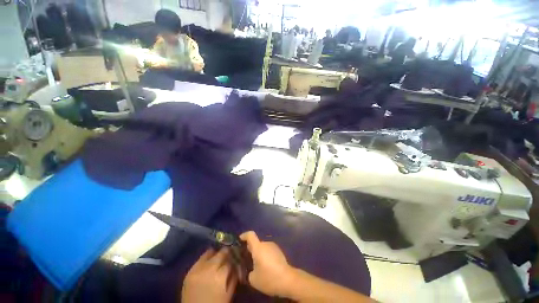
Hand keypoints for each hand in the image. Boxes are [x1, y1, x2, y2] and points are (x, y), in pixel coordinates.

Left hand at [181, 248, 236, 302]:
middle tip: (227, 256)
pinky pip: (200, 259)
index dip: (234, 257)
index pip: (231, 258)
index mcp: (221, 275)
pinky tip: (208, 263)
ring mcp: (198, 269)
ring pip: (210, 252)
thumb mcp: (229, 292)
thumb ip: (234, 275)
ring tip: (217, 259)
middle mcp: (210, 268)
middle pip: (221, 252)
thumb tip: (236, 263)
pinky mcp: (189, 271)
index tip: (235, 257)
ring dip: (215, 254)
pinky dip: (205, 259)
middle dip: (226, 253)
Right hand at [240, 231, 295, 296]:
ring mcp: (274, 247)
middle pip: (256, 243)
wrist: (288, 280)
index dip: (244, 235)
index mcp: (258, 247)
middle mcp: (266, 244)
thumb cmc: (268, 278)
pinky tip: (266, 267)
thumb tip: (251, 268)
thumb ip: (249, 271)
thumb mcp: (253, 279)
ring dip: (259, 254)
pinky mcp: (279, 251)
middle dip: (251, 249)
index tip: (239, 240)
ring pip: (263, 248)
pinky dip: (265, 256)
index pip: (250, 235)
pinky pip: (269, 251)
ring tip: (257, 266)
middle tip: (246, 259)